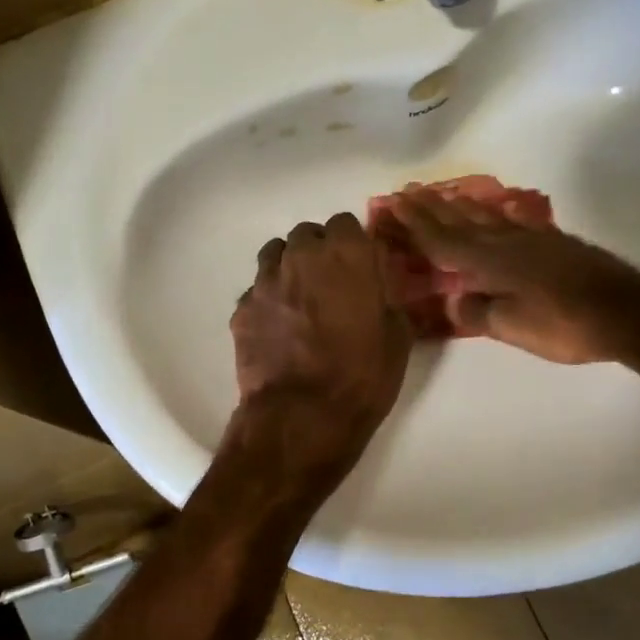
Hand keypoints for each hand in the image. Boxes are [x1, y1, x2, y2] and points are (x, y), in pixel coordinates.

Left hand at [231, 212, 410, 458]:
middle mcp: (302, 256)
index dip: (353, 244)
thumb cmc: (362, 376)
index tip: (359, 267)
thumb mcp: (397, 335)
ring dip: (290, 267)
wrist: (302, 415)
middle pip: (308, 234)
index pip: (346, 223)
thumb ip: (386, 296)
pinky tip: (279, 326)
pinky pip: (257, 289)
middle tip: (331, 284)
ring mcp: (266, 280)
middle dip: (319, 252)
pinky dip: (269, 299)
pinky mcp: (242, 307)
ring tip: (301, 298)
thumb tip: (377, 284)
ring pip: (276, 253)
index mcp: (346, 255)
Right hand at [385, 190, 639, 363]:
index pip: (442, 240)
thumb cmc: (564, 324)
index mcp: (490, 262)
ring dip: (460, 206)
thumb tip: (454, 300)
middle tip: (408, 190)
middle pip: (460, 221)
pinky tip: (497, 212)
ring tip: (443, 194)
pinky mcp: (554, 243)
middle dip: (432, 207)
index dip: (416, 223)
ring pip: (486, 217)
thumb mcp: (512, 327)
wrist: (626, 311)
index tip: (394, 202)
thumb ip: (478, 312)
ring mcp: (532, 239)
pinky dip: (496, 214)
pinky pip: (513, 221)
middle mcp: (506, 243)